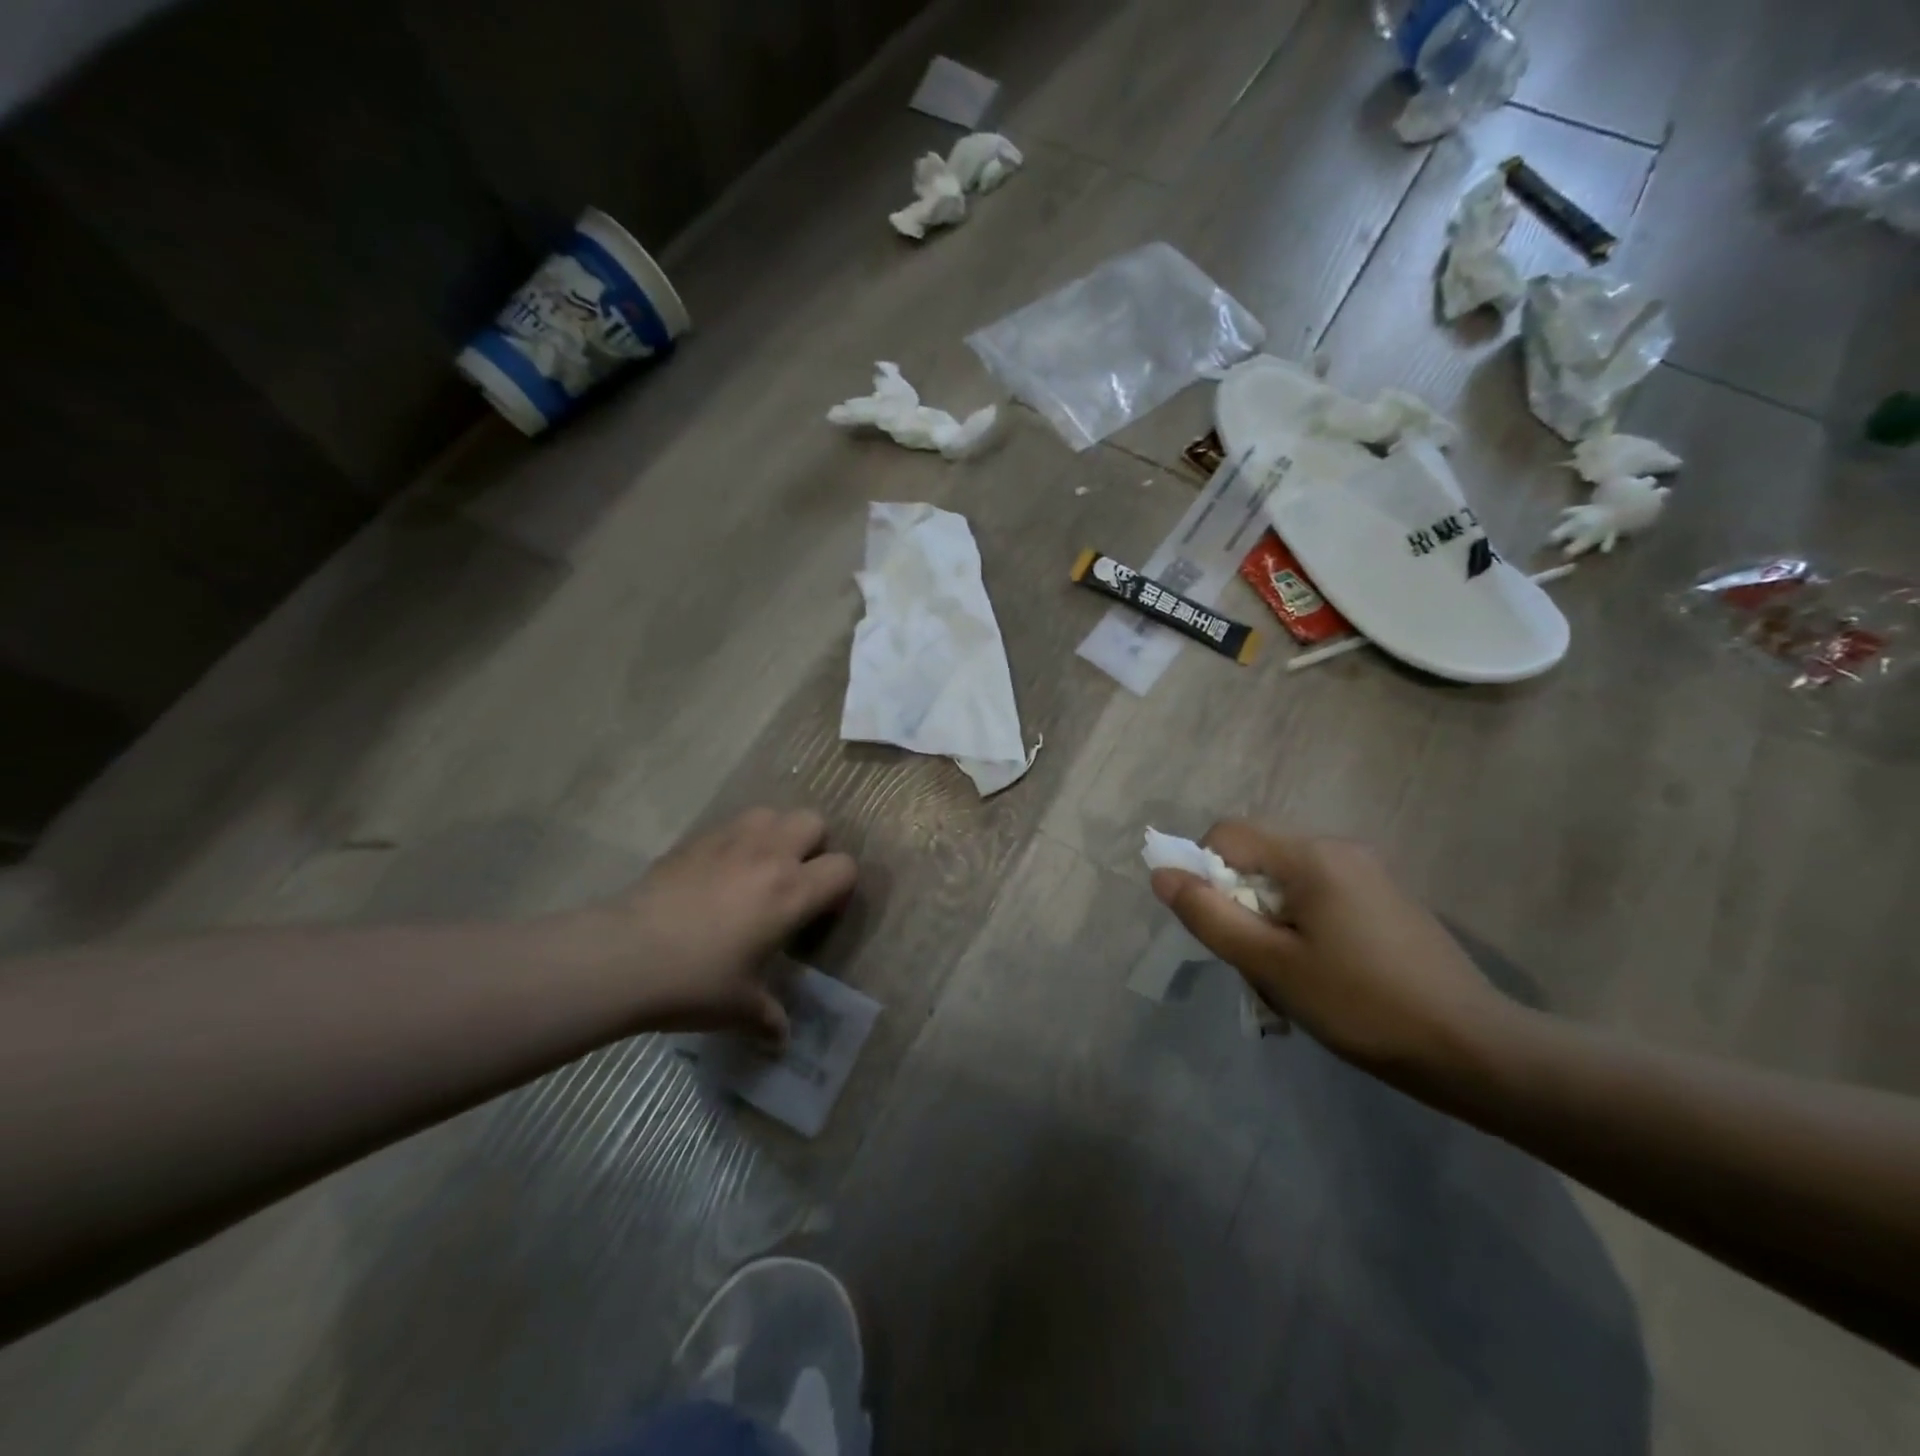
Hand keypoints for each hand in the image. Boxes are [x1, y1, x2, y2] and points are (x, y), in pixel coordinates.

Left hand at [567, 809, 857, 1043]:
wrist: (622, 956)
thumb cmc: (693, 982)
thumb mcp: (739, 1009)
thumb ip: (769, 1019)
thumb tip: (781, 1039)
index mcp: (792, 892)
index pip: (844, 867)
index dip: (841, 888)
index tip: (820, 914)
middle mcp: (770, 855)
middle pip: (814, 822)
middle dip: (814, 847)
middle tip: (794, 883)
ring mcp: (730, 840)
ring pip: (772, 814)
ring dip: (775, 835)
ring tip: (758, 869)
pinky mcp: (695, 839)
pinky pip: (731, 825)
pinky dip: (737, 841)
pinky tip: (717, 874)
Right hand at [1150, 821, 1514, 1083]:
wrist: (1474, 1050)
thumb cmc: (1362, 1005)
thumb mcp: (1271, 965)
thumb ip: (1209, 915)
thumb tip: (1161, 874)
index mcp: (1312, 855)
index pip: (1227, 834)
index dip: (1202, 872)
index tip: (1216, 927)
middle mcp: (1340, 848)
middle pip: (1257, 855)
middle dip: (1237, 901)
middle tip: (1252, 959)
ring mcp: (1367, 872)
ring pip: (1286, 879)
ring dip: (1267, 918)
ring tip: (1286, 975)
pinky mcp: (1384, 898)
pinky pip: (1318, 894)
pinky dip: (1299, 923)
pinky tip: (1320, 972)